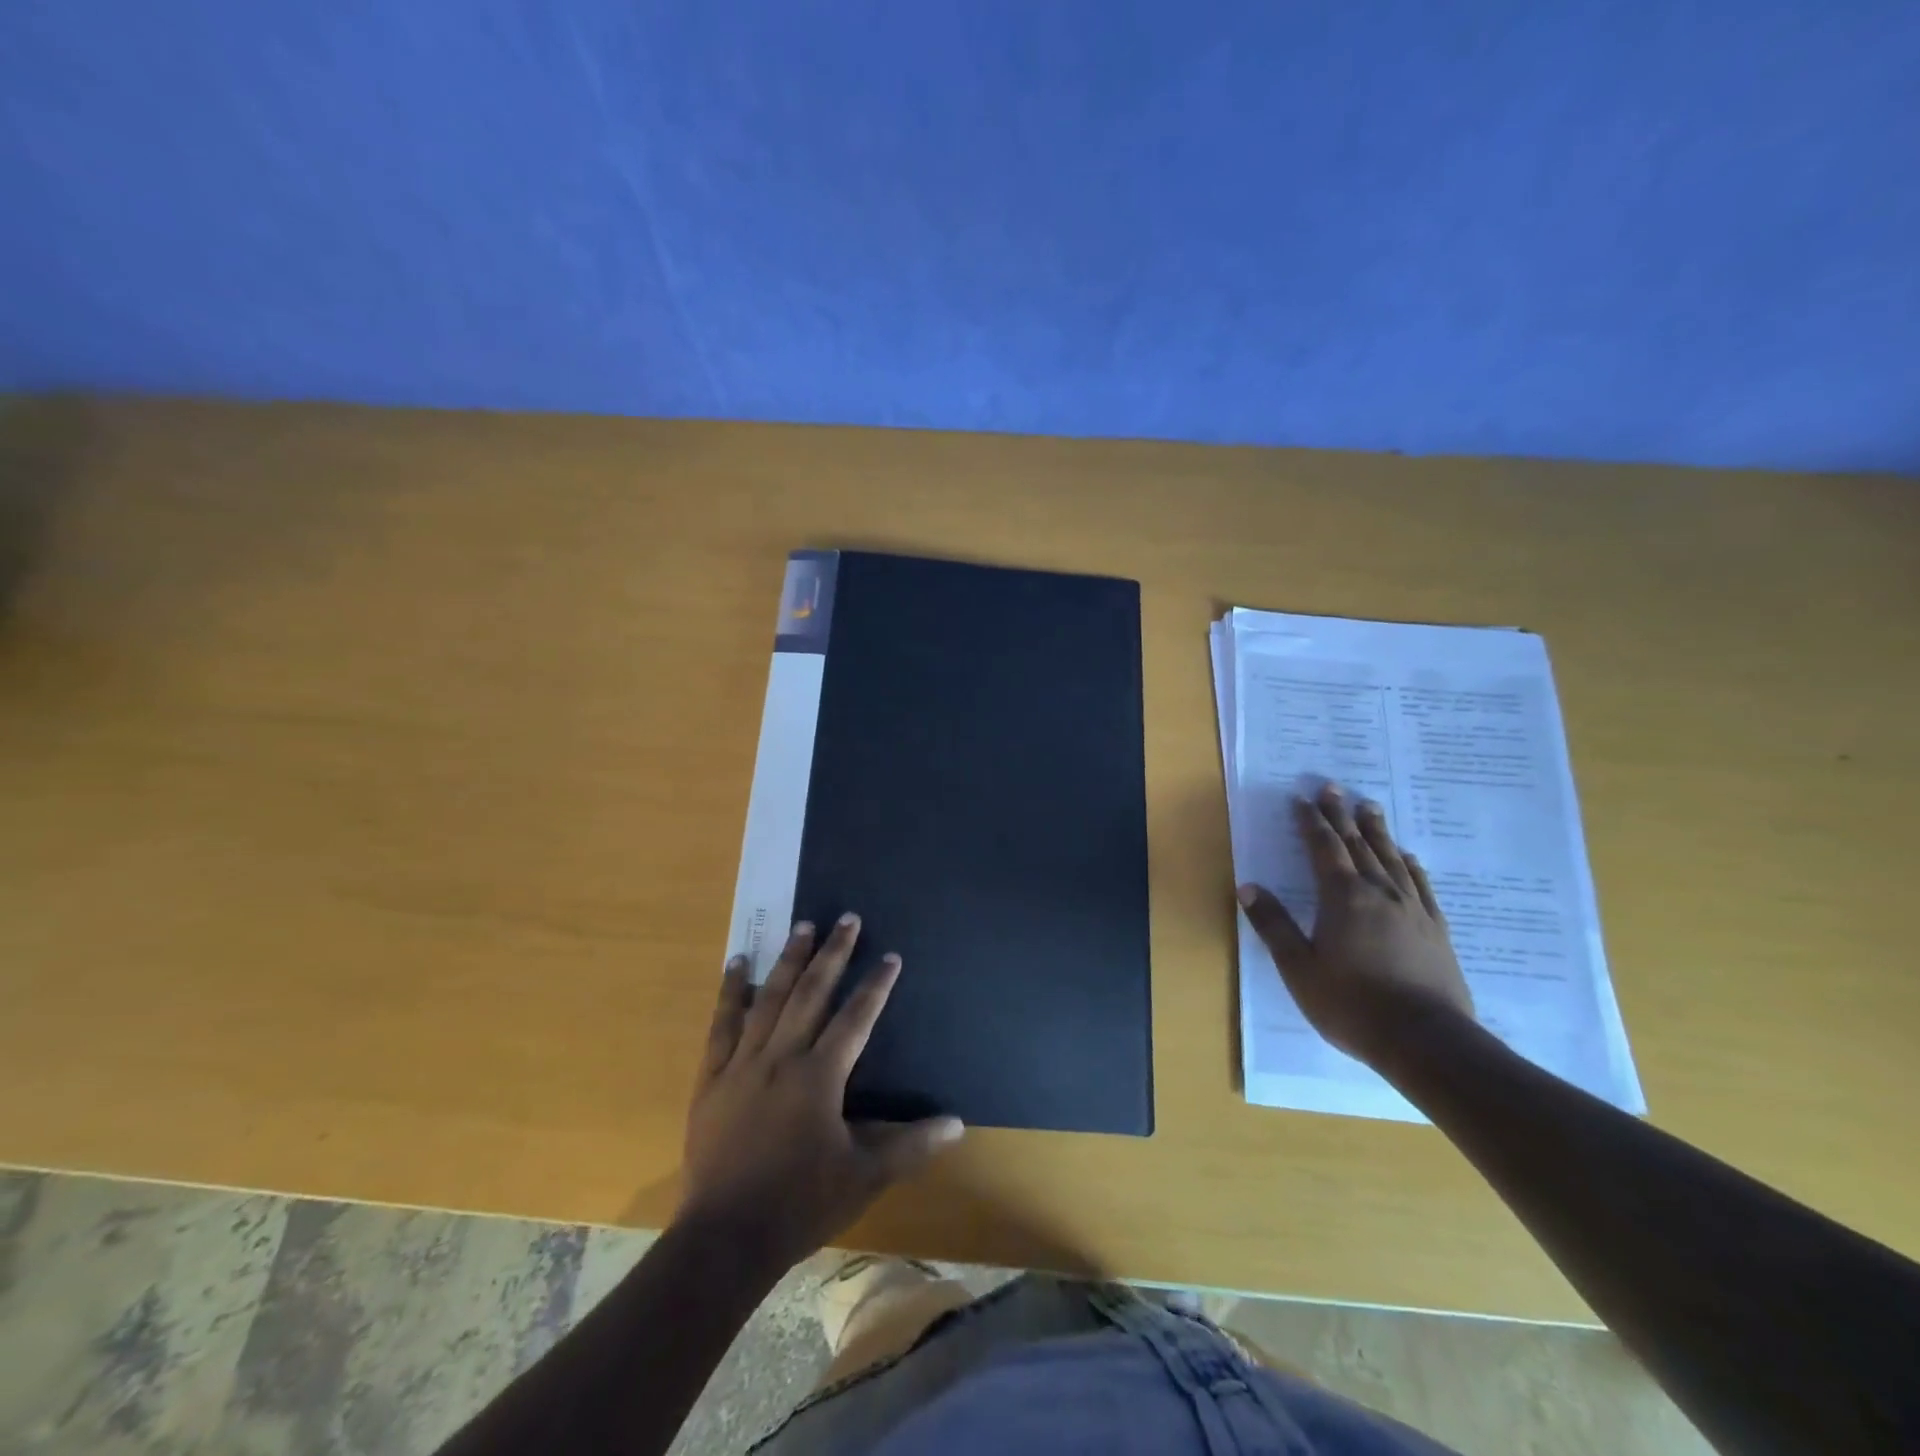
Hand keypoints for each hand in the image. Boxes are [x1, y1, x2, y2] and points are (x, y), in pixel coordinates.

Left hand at [679, 914, 964, 1268]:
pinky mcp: (712, 1078)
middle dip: (833, 954)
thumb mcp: (864, 1177)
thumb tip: (957, 1124)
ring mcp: (742, 1064)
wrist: (725, 1239)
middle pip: (811, 994)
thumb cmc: (800, 1204)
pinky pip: (722, 1025)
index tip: (890, 956)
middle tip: (846, 918)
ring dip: (789, 960)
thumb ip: (911, 1146)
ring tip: (802, 926)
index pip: (855, 1018)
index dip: (875, 986)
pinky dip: (730, 992)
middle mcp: (782, 1057)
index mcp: (819, 1077)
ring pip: (769, 999)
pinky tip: (737, 963)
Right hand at [1237, 783, 1474, 1068]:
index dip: (1311, 822)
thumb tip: (1248, 887)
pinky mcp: (1435, 930)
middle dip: (1342, 815)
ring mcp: (1412, 910)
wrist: (1426, 1041)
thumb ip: (1274, 925)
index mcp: (1343, 898)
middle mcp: (1379, 893)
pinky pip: (1421, 885)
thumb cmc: (1352, 1004)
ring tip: (1370, 806)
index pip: (1323, 849)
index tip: (1302, 798)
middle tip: (1333, 788)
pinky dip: (1411, 865)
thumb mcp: (1299, 968)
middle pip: (1358, 845)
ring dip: (1377, 831)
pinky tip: (1409, 857)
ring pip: (1391, 858)